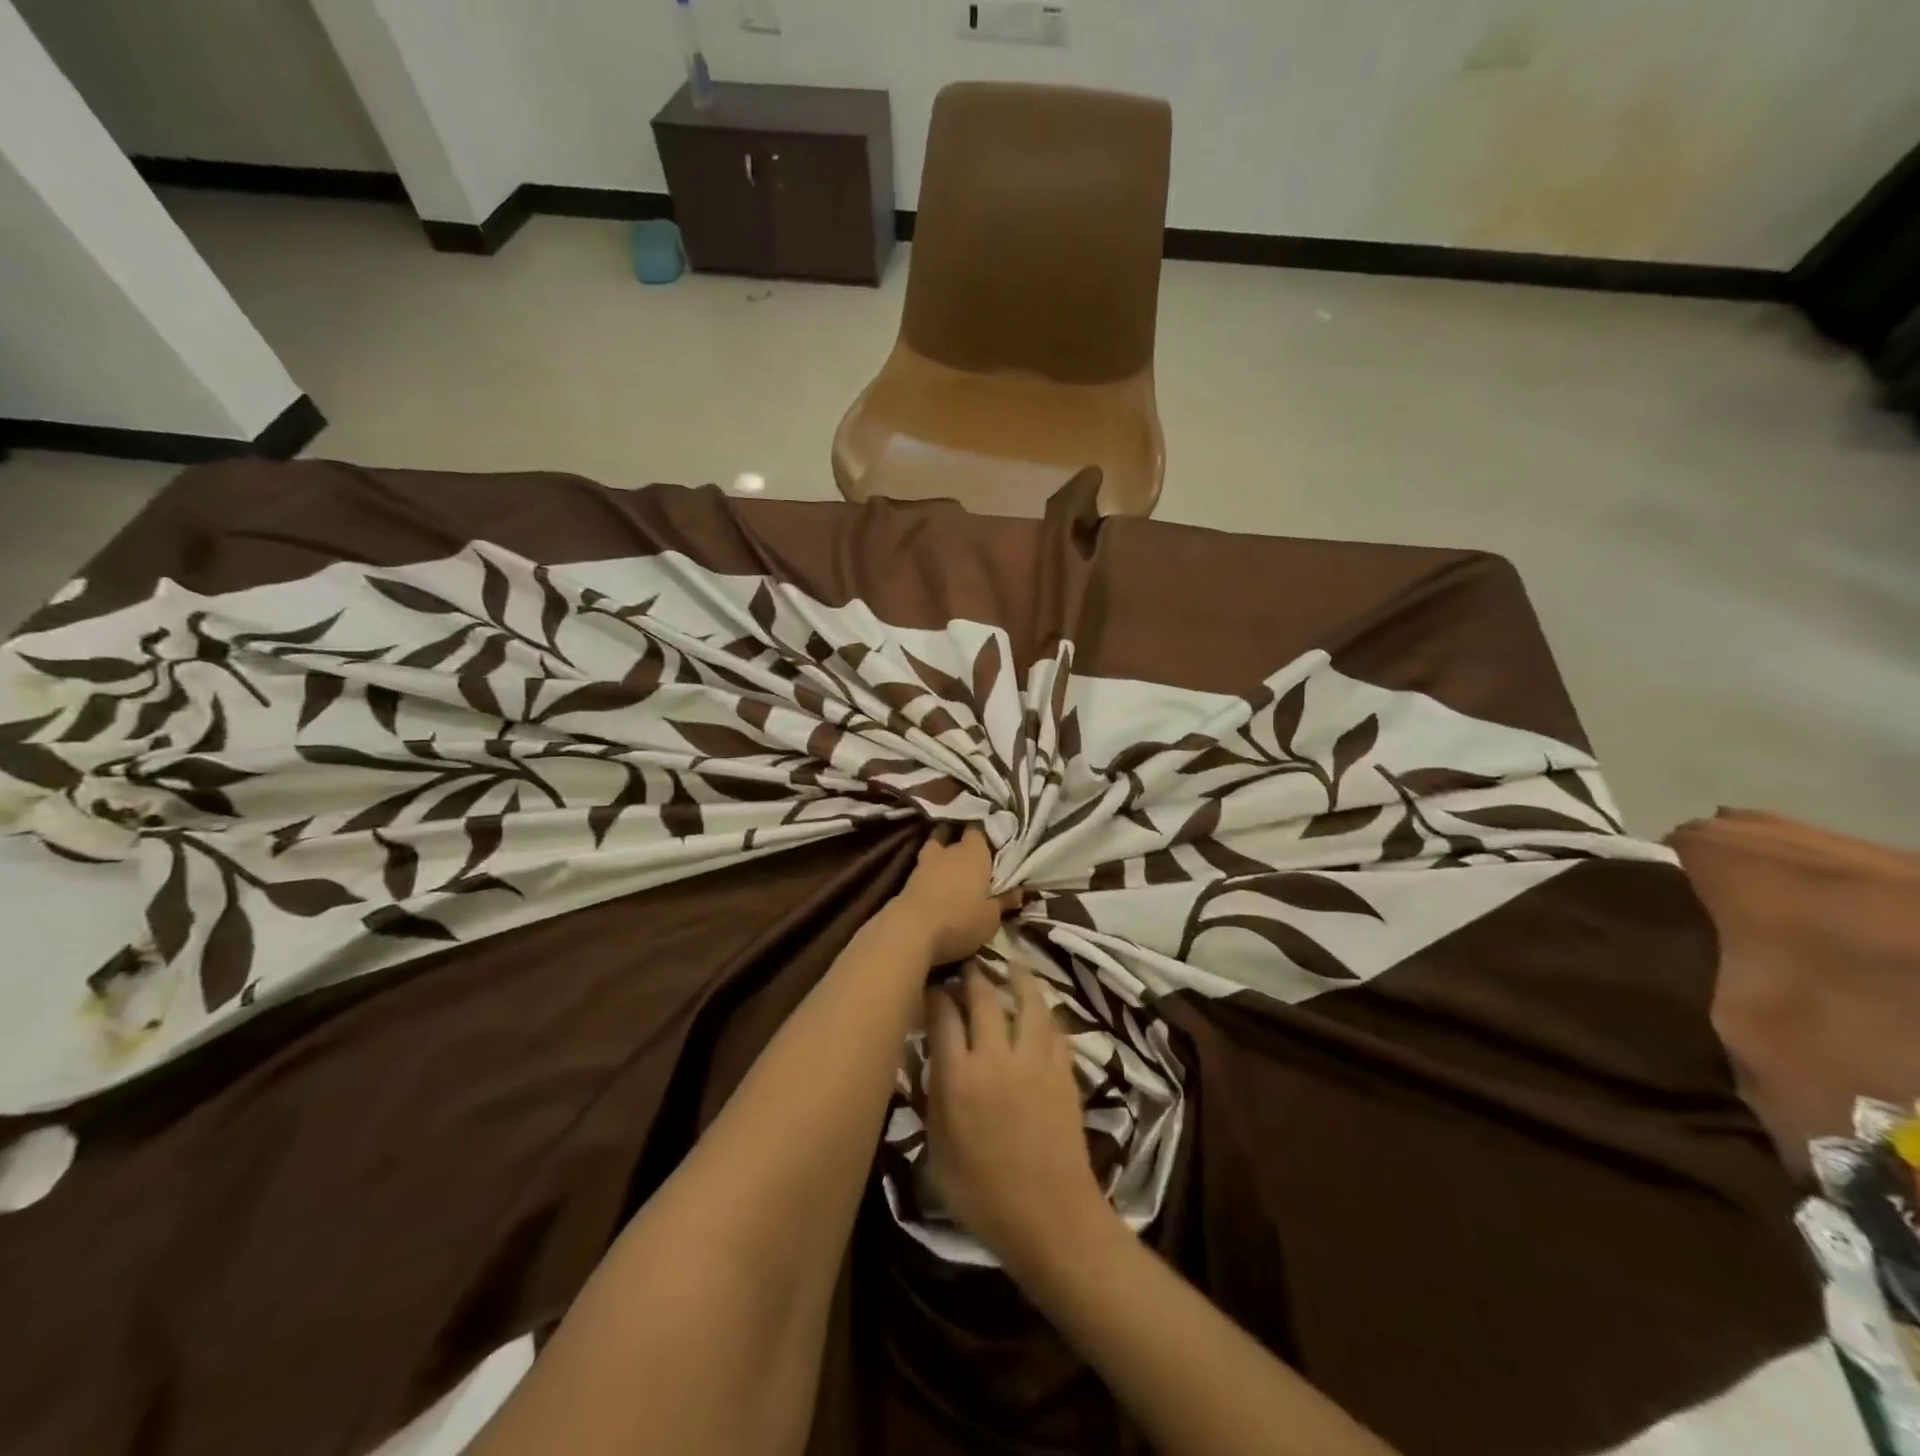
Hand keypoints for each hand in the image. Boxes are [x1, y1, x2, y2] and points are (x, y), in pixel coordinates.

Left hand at [892, 827, 1013, 965]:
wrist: (910, 931)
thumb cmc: (960, 920)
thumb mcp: (991, 918)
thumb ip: (1004, 901)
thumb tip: (1019, 891)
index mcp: (974, 852)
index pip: (979, 829)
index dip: (985, 833)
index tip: (993, 840)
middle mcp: (949, 850)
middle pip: (953, 833)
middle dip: (960, 839)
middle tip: (971, 853)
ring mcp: (925, 862)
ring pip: (935, 846)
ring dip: (941, 852)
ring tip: (950, 864)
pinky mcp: (908, 878)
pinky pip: (924, 866)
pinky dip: (930, 870)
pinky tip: (936, 881)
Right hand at [924, 961, 1108, 1276]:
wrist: (1051, 1217)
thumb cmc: (983, 1196)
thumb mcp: (937, 1154)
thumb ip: (932, 1100)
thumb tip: (928, 1062)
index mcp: (958, 1078)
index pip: (943, 1016)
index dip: (936, 994)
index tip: (931, 985)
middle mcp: (995, 1057)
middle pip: (984, 997)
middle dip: (973, 976)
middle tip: (968, 968)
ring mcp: (1034, 1060)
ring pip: (1027, 1001)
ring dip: (1017, 979)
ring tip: (1011, 965)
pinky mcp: (1063, 1070)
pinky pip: (1054, 1027)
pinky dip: (1044, 1012)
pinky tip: (1040, 1009)